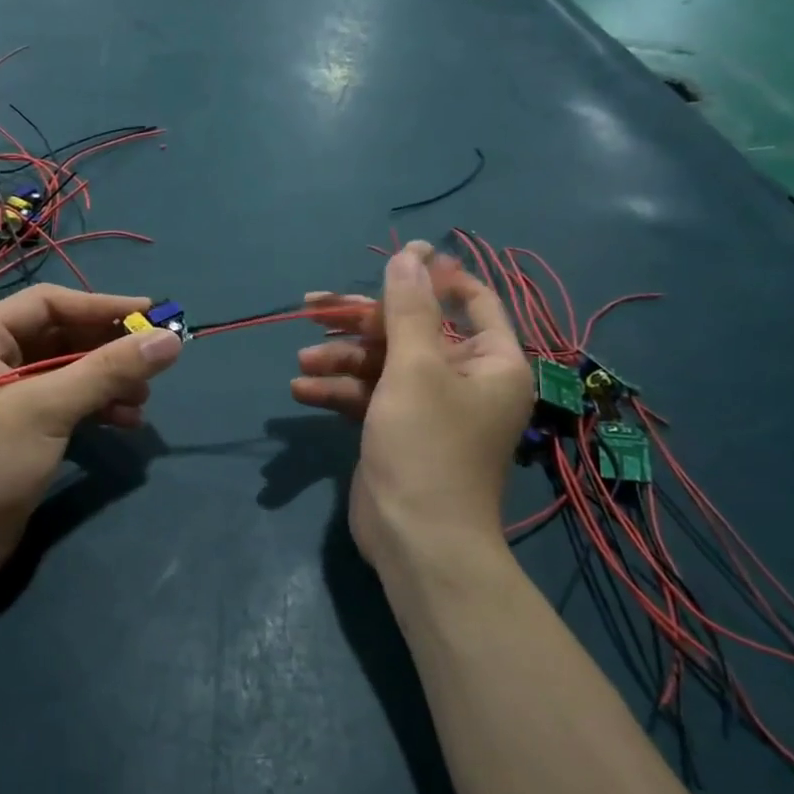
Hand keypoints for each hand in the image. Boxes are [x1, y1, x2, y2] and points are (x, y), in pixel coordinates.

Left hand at [0, 286, 181, 597]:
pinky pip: (66, 403)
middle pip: (61, 336)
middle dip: (108, 348)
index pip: (49, 303)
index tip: (152, 314)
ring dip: (108, 380)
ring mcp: (4, 397)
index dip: (102, 306)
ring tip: (143, 398)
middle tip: (153, 360)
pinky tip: (126, 420)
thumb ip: (109, 369)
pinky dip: (96, 407)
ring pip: (68, 372)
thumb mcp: (47, 407)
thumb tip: (171, 339)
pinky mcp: (20, 431)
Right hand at [290, 243, 533, 572]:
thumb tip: (412, 252)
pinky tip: (302, 390)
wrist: (416, 541)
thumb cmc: (427, 446)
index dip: (434, 278)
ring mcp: (428, 405)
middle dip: (361, 321)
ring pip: (382, 362)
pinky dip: (339, 390)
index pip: (473, 300)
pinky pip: (369, 395)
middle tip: (313, 308)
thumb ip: (409, 308)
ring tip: (303, 360)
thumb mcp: (415, 368)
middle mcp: (464, 378)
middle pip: (411, 330)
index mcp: (491, 361)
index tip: (390, 266)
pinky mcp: (397, 428)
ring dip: (341, 358)